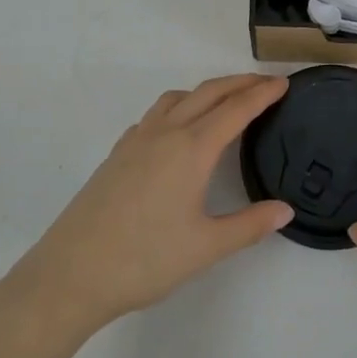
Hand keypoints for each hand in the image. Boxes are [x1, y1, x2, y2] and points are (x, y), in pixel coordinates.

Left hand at [0, 75, 292, 342]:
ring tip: (225, 102)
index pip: (236, 109)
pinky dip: (178, 108)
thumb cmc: (144, 260)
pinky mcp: (117, 154)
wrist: (70, 274)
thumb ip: (250, 226)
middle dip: (240, 83)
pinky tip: (177, 132)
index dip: (262, 93)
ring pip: (178, 98)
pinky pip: (154, 115)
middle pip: (209, 93)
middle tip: (265, 83)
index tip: (284, 83)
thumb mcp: (205, 248)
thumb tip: (286, 210)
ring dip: (206, 91)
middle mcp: (165, 133)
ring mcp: (136, 140)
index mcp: (192, 149)